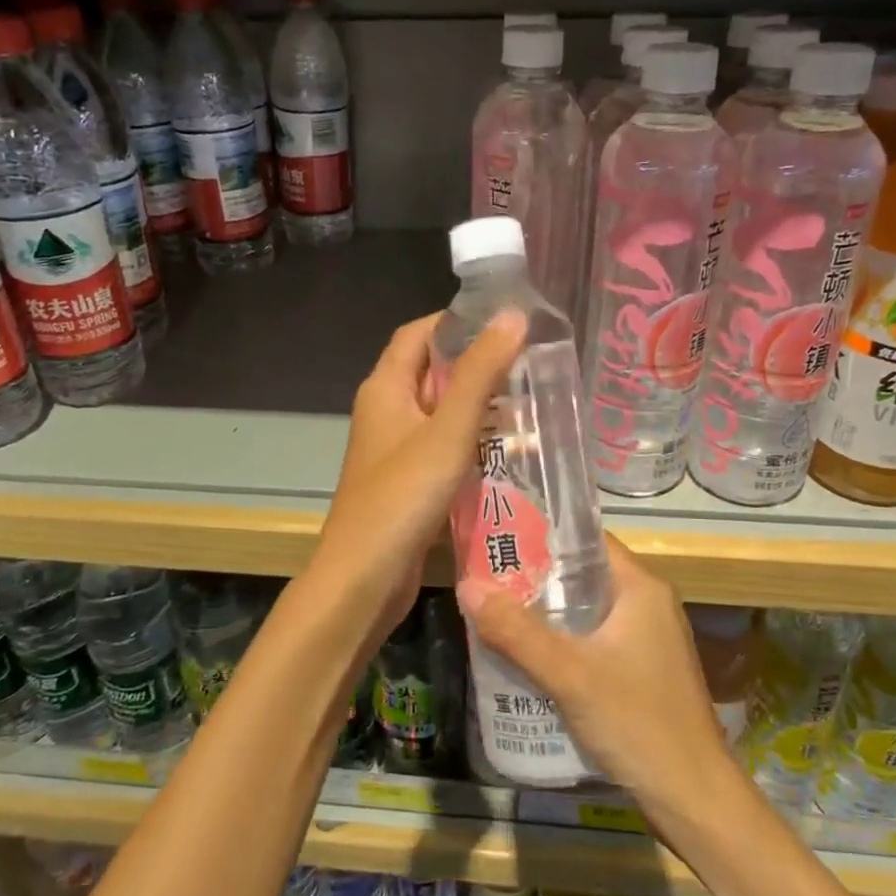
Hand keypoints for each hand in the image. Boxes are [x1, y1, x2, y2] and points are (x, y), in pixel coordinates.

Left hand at [310, 310, 528, 646]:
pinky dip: (472, 441)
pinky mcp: (408, 481)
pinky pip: (443, 447)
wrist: (364, 579)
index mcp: (385, 388)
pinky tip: (510, 449)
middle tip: (531, 362)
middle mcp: (386, 411)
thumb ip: (480, 374)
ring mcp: (395, 449)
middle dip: (477, 364)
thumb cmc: (402, 497)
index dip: (457, 320)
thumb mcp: (447, 431)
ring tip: (531, 400)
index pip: (419, 333)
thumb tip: (512, 315)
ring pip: (441, 412)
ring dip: (479, 405)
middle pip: (431, 371)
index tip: (506, 321)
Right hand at [461, 535, 733, 810]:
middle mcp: (648, 604)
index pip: (587, 540)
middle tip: (486, 577)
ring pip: (587, 610)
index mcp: (641, 588)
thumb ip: (516, 631)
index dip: (543, 534)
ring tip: (496, 611)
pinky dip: (563, 640)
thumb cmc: (637, 723)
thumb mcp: (570, 674)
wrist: (694, 799)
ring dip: (546, 612)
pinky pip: (594, 639)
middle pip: (583, 574)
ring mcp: (648, 639)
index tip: (498, 537)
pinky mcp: (642, 670)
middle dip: (535, 576)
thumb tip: (467, 586)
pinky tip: (528, 655)